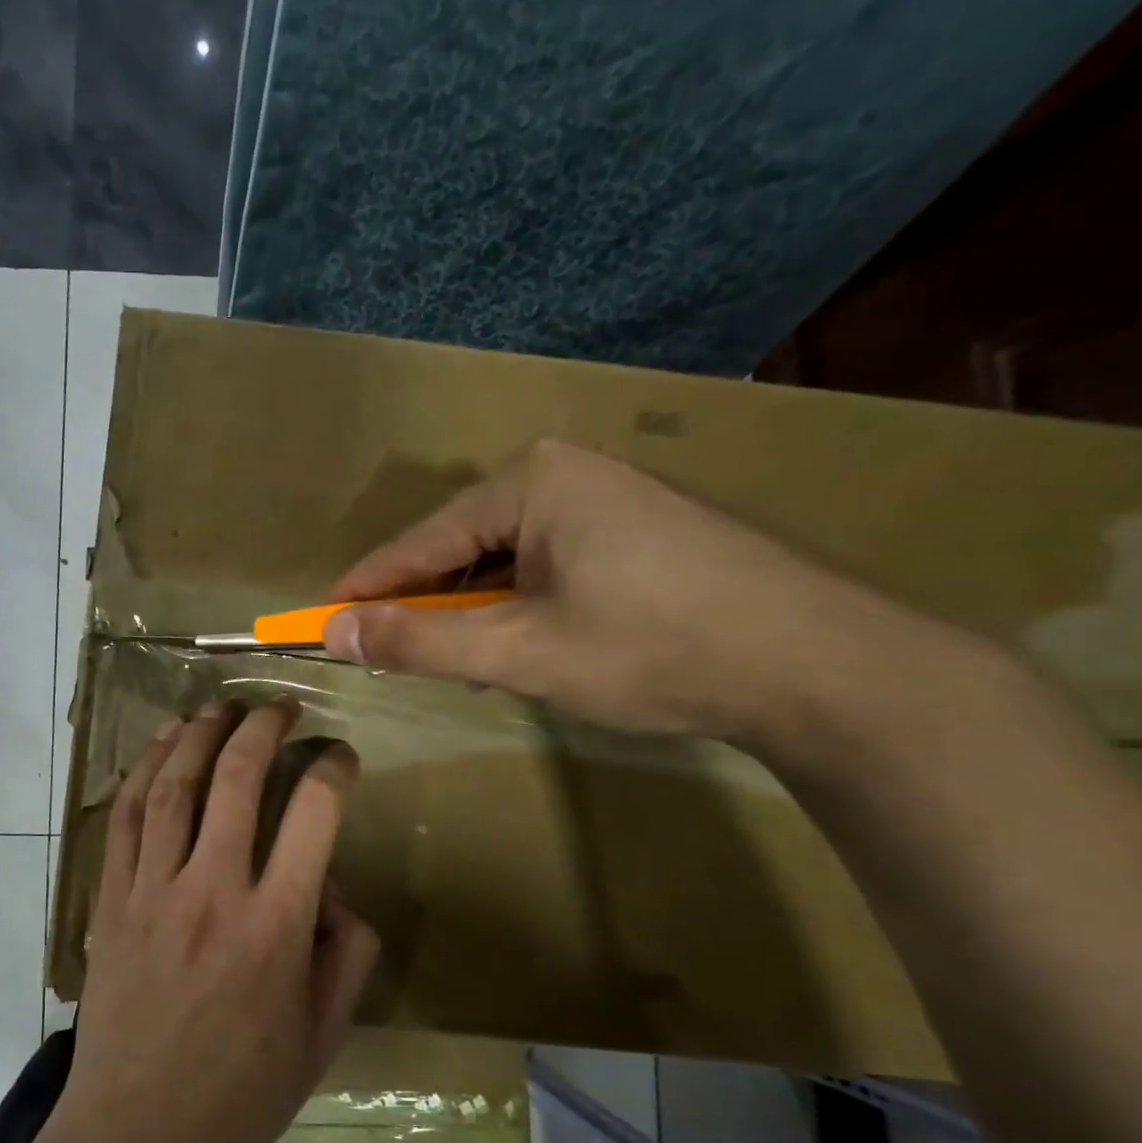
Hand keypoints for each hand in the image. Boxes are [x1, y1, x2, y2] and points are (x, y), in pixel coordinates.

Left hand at [44, 702, 379, 1142]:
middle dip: (263, 729)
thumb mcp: (323, 1037)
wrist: (136, 1137)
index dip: (333, 769)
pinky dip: (143, 769)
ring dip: (199, 734)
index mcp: (275, 927)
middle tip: (280, 707)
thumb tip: (329, 889)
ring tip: (220, 706)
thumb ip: (346, 953)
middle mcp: (212, 892)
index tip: (341, 756)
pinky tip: (160, 744)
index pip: (313, 815)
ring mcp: (153, 891)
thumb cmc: (239, 1095)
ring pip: (174, 786)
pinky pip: (126, 817)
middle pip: (238, 780)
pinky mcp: (112, 899)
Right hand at [321, 439, 931, 746]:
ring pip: (504, 562)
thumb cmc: (654, 648)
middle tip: (389, 654)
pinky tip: (521, 644)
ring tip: (455, 660)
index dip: (367, 587)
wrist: (822, 667)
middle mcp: (567, 476)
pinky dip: (518, 608)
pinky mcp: (640, 535)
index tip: (318, 618)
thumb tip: (332, 631)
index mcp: (533, 482)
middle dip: (425, 603)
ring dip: (473, 611)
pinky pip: (546, 568)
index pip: (420, 541)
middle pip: (461, 547)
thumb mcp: (520, 651)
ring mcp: (610, 502)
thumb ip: (419, 641)